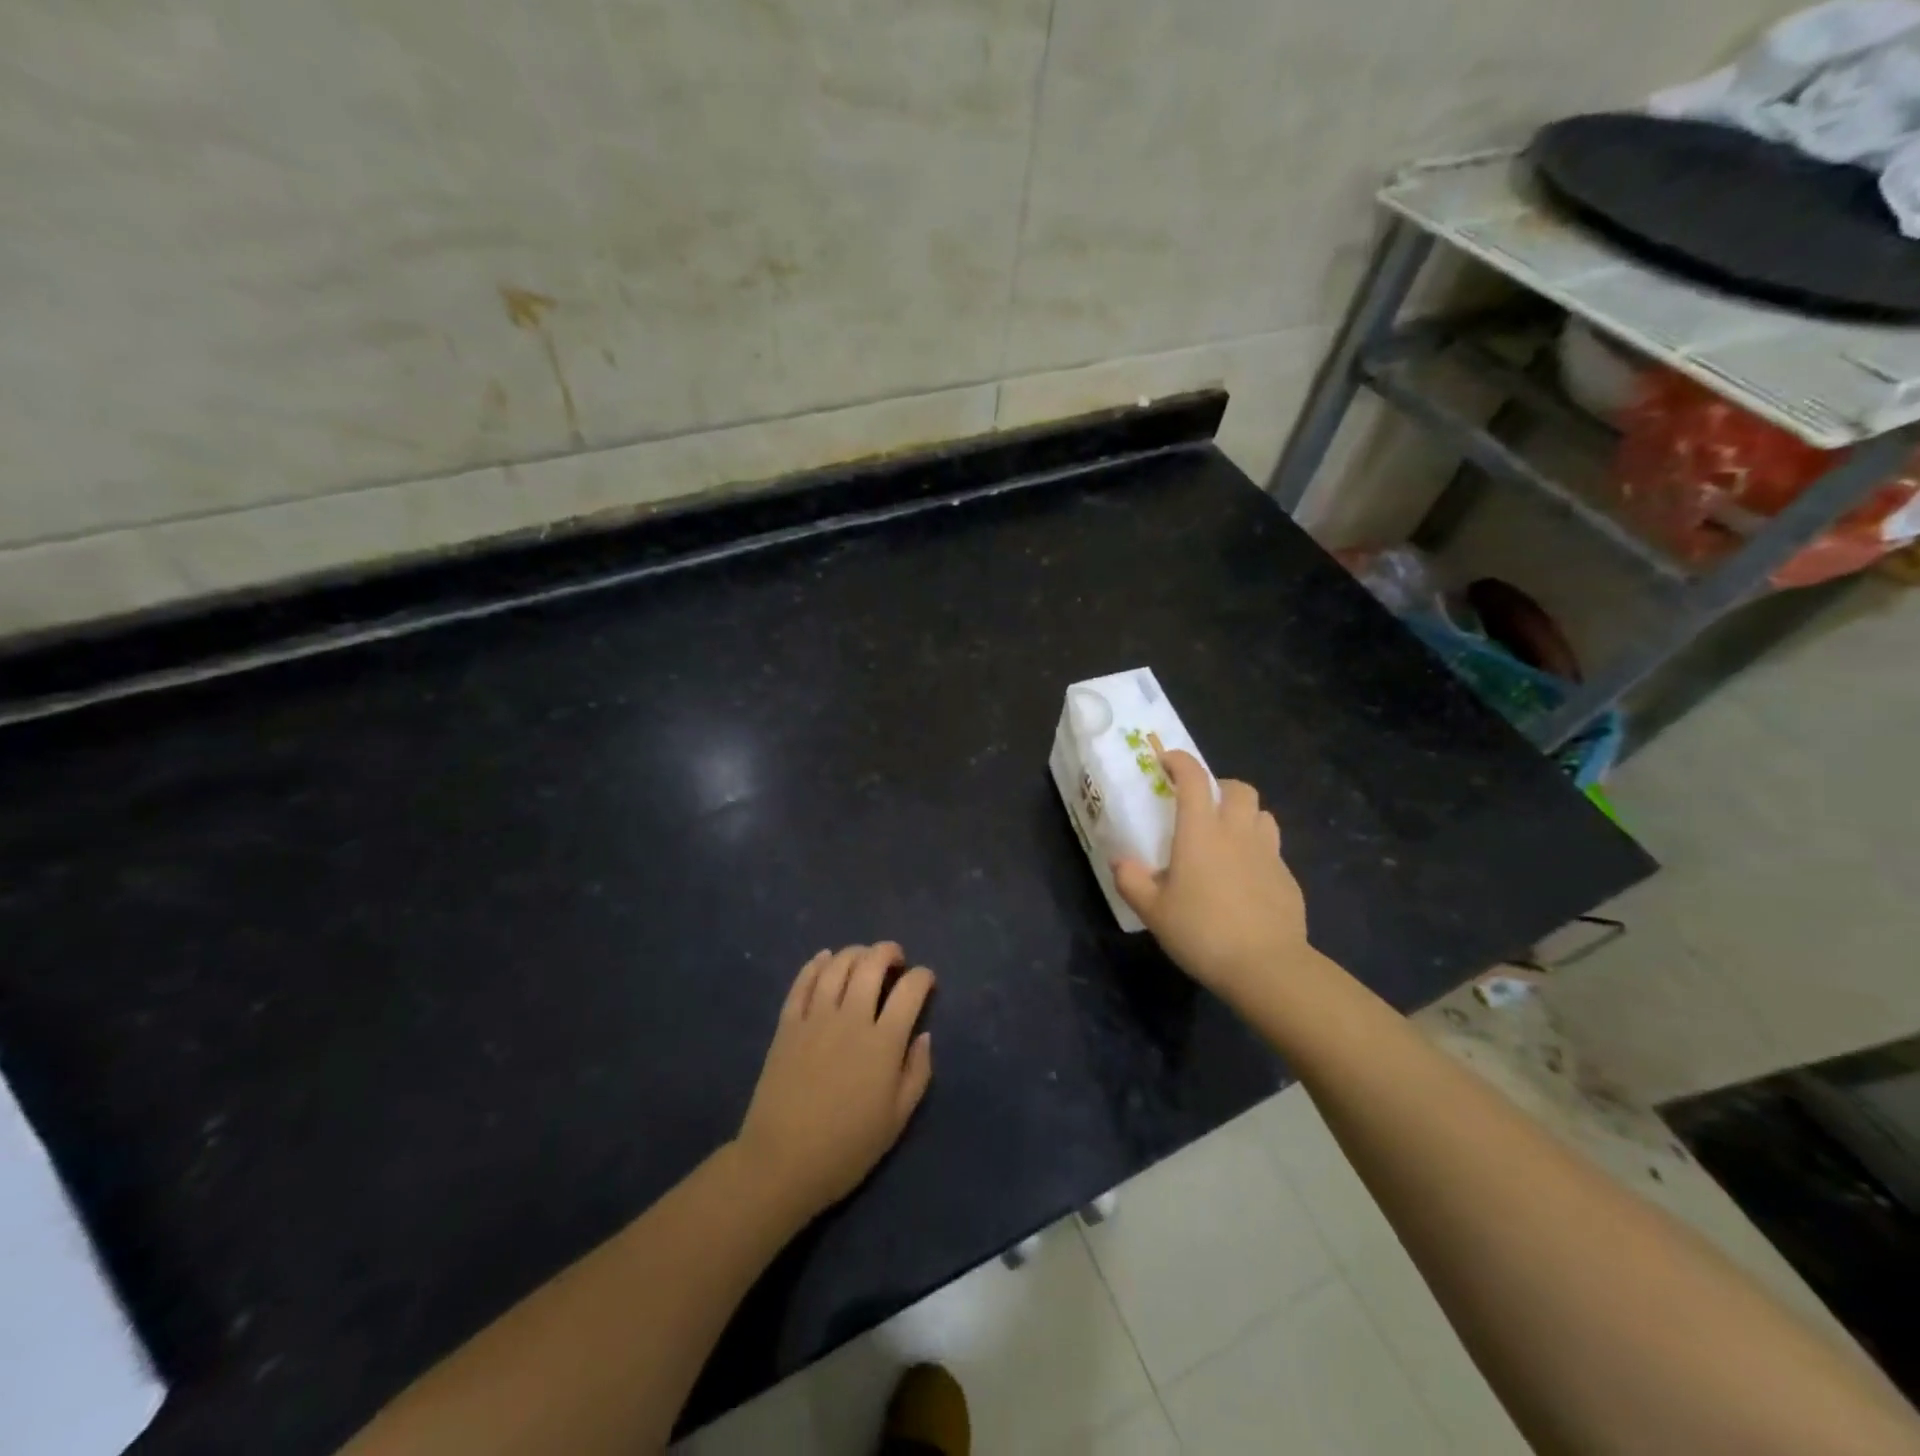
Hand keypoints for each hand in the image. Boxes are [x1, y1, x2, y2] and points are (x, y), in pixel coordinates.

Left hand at [734, 943, 934, 1222]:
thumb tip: (924, 1035)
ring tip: (864, 958)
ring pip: (837, 965)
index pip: (910, 990)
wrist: (781, 1163)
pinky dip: (816, 963)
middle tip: (896, 959)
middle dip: (889, 952)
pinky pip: (802, 981)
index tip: (926, 981)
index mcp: (883, 1043)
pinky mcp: (787, 1024)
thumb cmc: (847, 1147)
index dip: (923, 977)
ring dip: (855, 952)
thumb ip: (917, 1072)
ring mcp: (815, 1018)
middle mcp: (851, 1019)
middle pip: (872, 964)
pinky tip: (825, 959)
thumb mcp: (896, 1119)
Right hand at [1114, 751, 1313, 1003]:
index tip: (1166, 761)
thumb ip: (1132, 881)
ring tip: (1226, 837)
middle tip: (1201, 807)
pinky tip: (1245, 878)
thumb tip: (1120, 862)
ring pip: (1261, 814)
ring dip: (1243, 815)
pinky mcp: (1287, 877)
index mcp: (1201, 831)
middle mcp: (1237, 832)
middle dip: (1219, 787)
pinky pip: (1272, 848)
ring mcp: (1268, 853)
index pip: (1193, 778)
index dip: (1180, 761)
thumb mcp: (1153, 911)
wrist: (1266, 966)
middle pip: (1237, 787)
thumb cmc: (1202, 931)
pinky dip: (1257, 850)